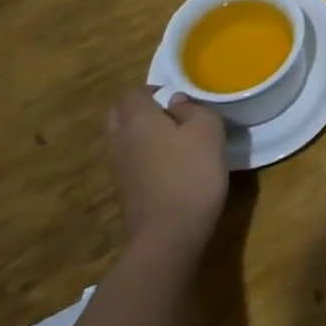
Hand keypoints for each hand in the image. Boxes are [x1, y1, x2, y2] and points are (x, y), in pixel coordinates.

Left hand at [104, 87, 227, 260]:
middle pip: (119, 114)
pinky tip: (166, 164)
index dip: (153, 90)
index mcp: (137, 119)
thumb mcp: (208, 131)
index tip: (176, 96)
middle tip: (169, 113)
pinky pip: (127, 161)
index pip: (133, 93)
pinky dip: (140, 156)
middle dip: (138, 109)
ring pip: (120, 139)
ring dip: (138, 134)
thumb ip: (193, 109)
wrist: (168, 235)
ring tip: (170, 139)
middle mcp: (119, 140)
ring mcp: (117, 168)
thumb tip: (176, 103)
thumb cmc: (191, 173)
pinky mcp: (122, 191)